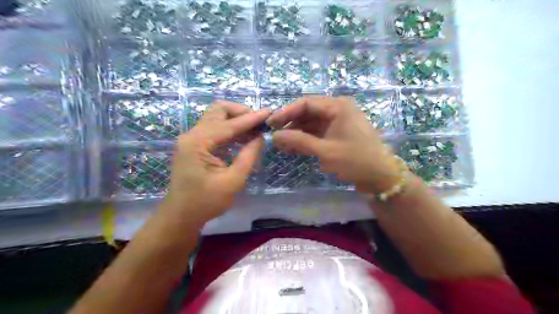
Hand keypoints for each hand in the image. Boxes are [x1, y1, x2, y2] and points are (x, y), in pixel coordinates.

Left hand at [160, 102, 271, 226]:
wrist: (181, 215)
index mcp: (198, 143)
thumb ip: (248, 156)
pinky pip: (214, 129)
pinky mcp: (194, 145)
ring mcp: (191, 139)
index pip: (229, 124)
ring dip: (236, 120)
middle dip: (241, 112)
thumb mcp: (233, 181)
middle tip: (259, 123)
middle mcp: (192, 135)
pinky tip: (244, 137)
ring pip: (216, 117)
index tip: (269, 112)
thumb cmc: (206, 202)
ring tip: (256, 129)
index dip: (251, 118)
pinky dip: (230, 129)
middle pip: (218, 111)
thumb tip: (260, 137)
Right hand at [267, 96, 401, 193]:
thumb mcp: (325, 151)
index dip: (286, 112)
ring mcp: (338, 122)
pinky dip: (306, 140)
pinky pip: (318, 133)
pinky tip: (293, 148)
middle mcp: (338, 110)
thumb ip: (299, 141)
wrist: (380, 177)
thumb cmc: (355, 161)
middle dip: (291, 123)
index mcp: (338, 106)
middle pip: (308, 112)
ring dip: (297, 133)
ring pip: (311, 124)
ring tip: (281, 144)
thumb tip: (275, 136)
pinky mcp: (338, 134)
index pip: (306, 103)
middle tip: (274, 134)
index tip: (271, 123)